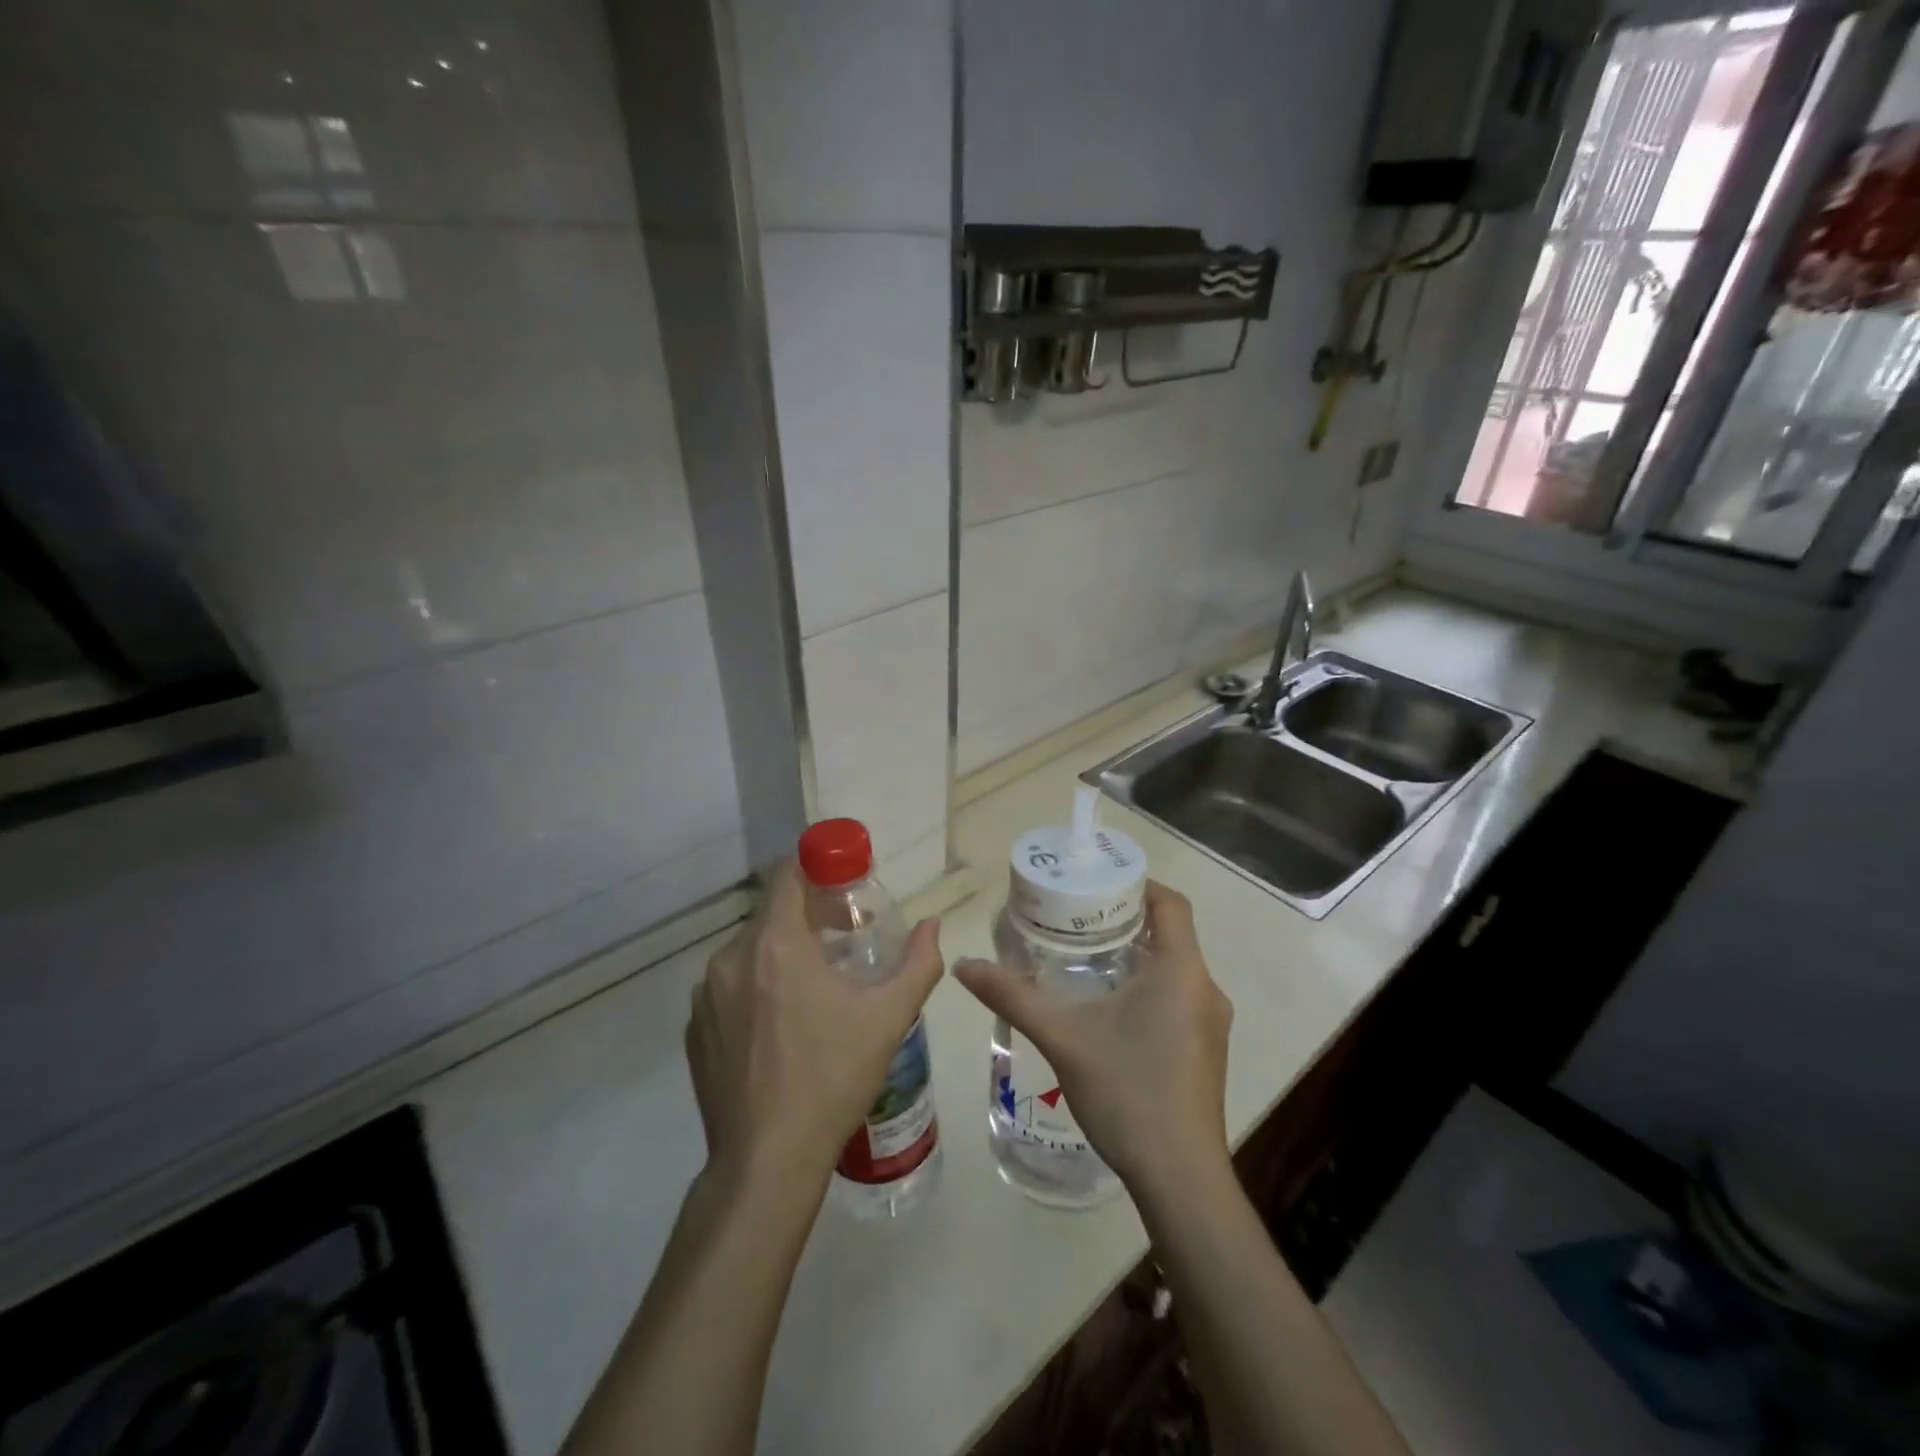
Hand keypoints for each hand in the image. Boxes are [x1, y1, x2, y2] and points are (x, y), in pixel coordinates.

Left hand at [686, 859, 944, 1194]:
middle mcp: (730, 959)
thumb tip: (933, 925)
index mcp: (775, 945)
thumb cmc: (833, 1078)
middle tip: (845, 944)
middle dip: (809, 918)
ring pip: (749, 950)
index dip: (816, 870)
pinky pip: (729, 987)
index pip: (786, 874)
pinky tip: (782, 1027)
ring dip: (782, 954)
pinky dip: (756, 987)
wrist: (767, 1161)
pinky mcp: (694, 1029)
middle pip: (771, 914)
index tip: (844, 888)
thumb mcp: (889, 1018)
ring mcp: (705, 996)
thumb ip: (918, 963)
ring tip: (816, 988)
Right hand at [955, 881, 1231, 1194]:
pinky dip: (1149, 985)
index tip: (1098, 883)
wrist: (1180, 1178)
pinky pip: (1180, 997)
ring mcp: (1212, 1024)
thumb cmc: (1127, 1093)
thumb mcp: (1062, 1038)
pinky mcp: (1208, 1050)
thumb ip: (1013, 996)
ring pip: (1176, 968)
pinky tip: (1110, 1008)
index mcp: (1182, 971)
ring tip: (1086, 957)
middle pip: (1172, 933)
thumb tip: (964, 964)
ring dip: (1137, 955)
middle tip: (1078, 918)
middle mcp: (1206, 989)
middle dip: (1127, 919)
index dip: (1138, 884)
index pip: (1171, 904)